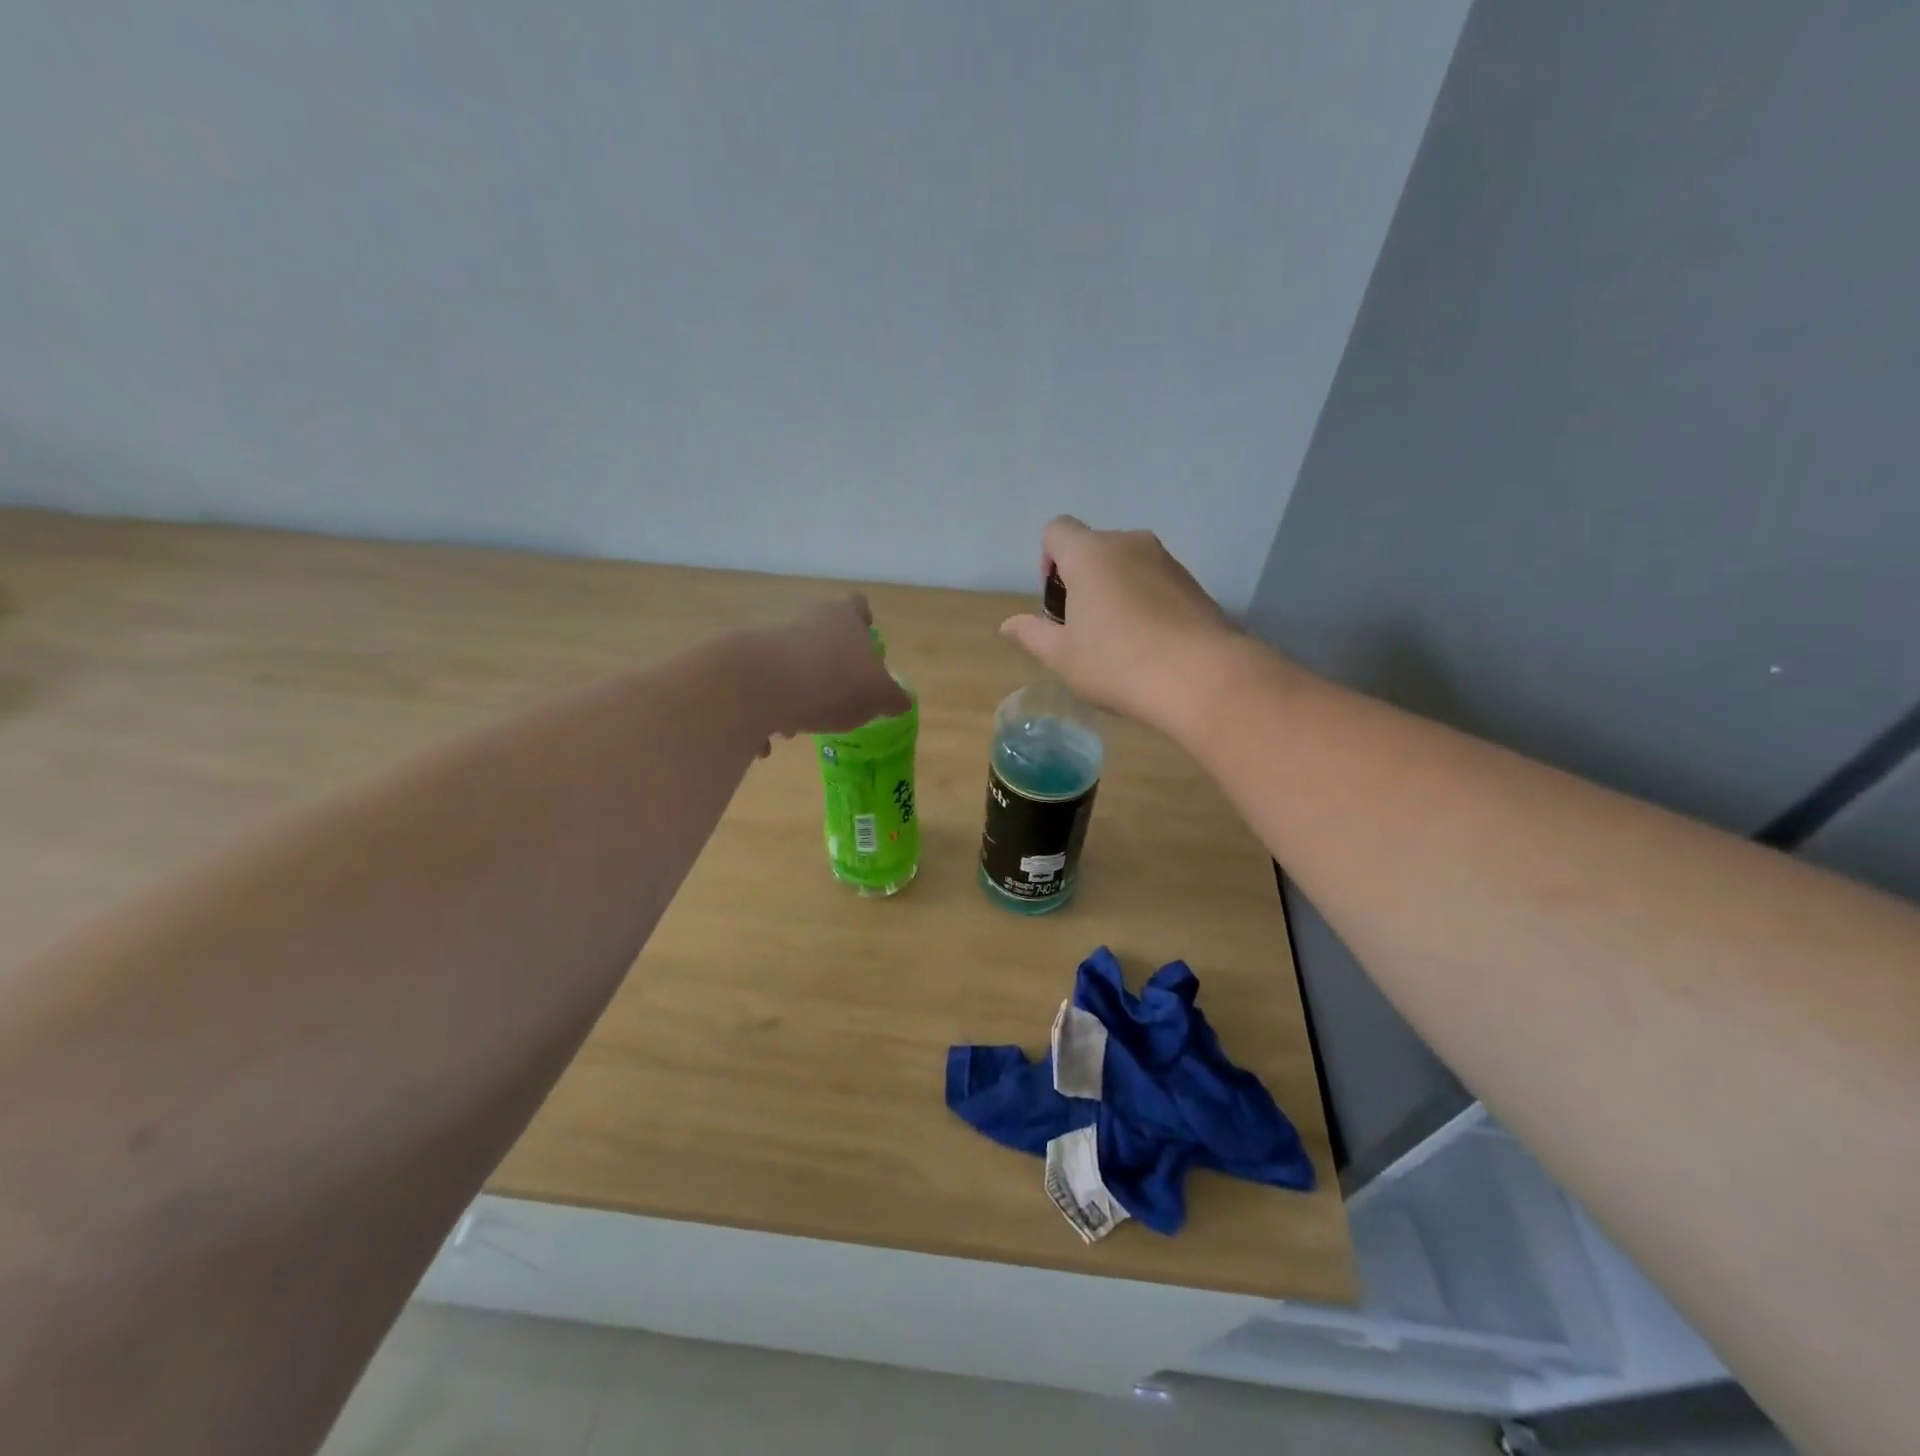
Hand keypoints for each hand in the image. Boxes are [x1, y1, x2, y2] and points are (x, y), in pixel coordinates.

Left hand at [754, 596, 910, 748]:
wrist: (763, 685)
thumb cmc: (835, 683)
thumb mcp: (878, 696)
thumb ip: (891, 698)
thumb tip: (901, 701)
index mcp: (845, 619)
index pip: (859, 608)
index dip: (864, 621)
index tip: (865, 638)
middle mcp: (809, 621)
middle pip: (822, 637)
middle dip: (828, 667)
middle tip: (837, 698)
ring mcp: (773, 639)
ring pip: (791, 665)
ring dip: (796, 693)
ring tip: (799, 726)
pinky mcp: (744, 662)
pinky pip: (762, 688)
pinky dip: (768, 711)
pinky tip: (770, 739)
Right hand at [1000, 517, 1236, 730]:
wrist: (1201, 677)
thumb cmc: (1117, 663)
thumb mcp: (1062, 656)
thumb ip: (1032, 634)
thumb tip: (1008, 624)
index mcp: (1089, 553)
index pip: (1056, 530)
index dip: (1048, 562)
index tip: (1058, 604)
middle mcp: (1129, 543)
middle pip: (1092, 547)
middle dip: (1081, 580)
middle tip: (1083, 629)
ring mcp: (1166, 560)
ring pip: (1126, 565)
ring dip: (1115, 591)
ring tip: (1119, 641)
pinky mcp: (1193, 582)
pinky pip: (1155, 582)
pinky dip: (1145, 602)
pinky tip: (1150, 644)